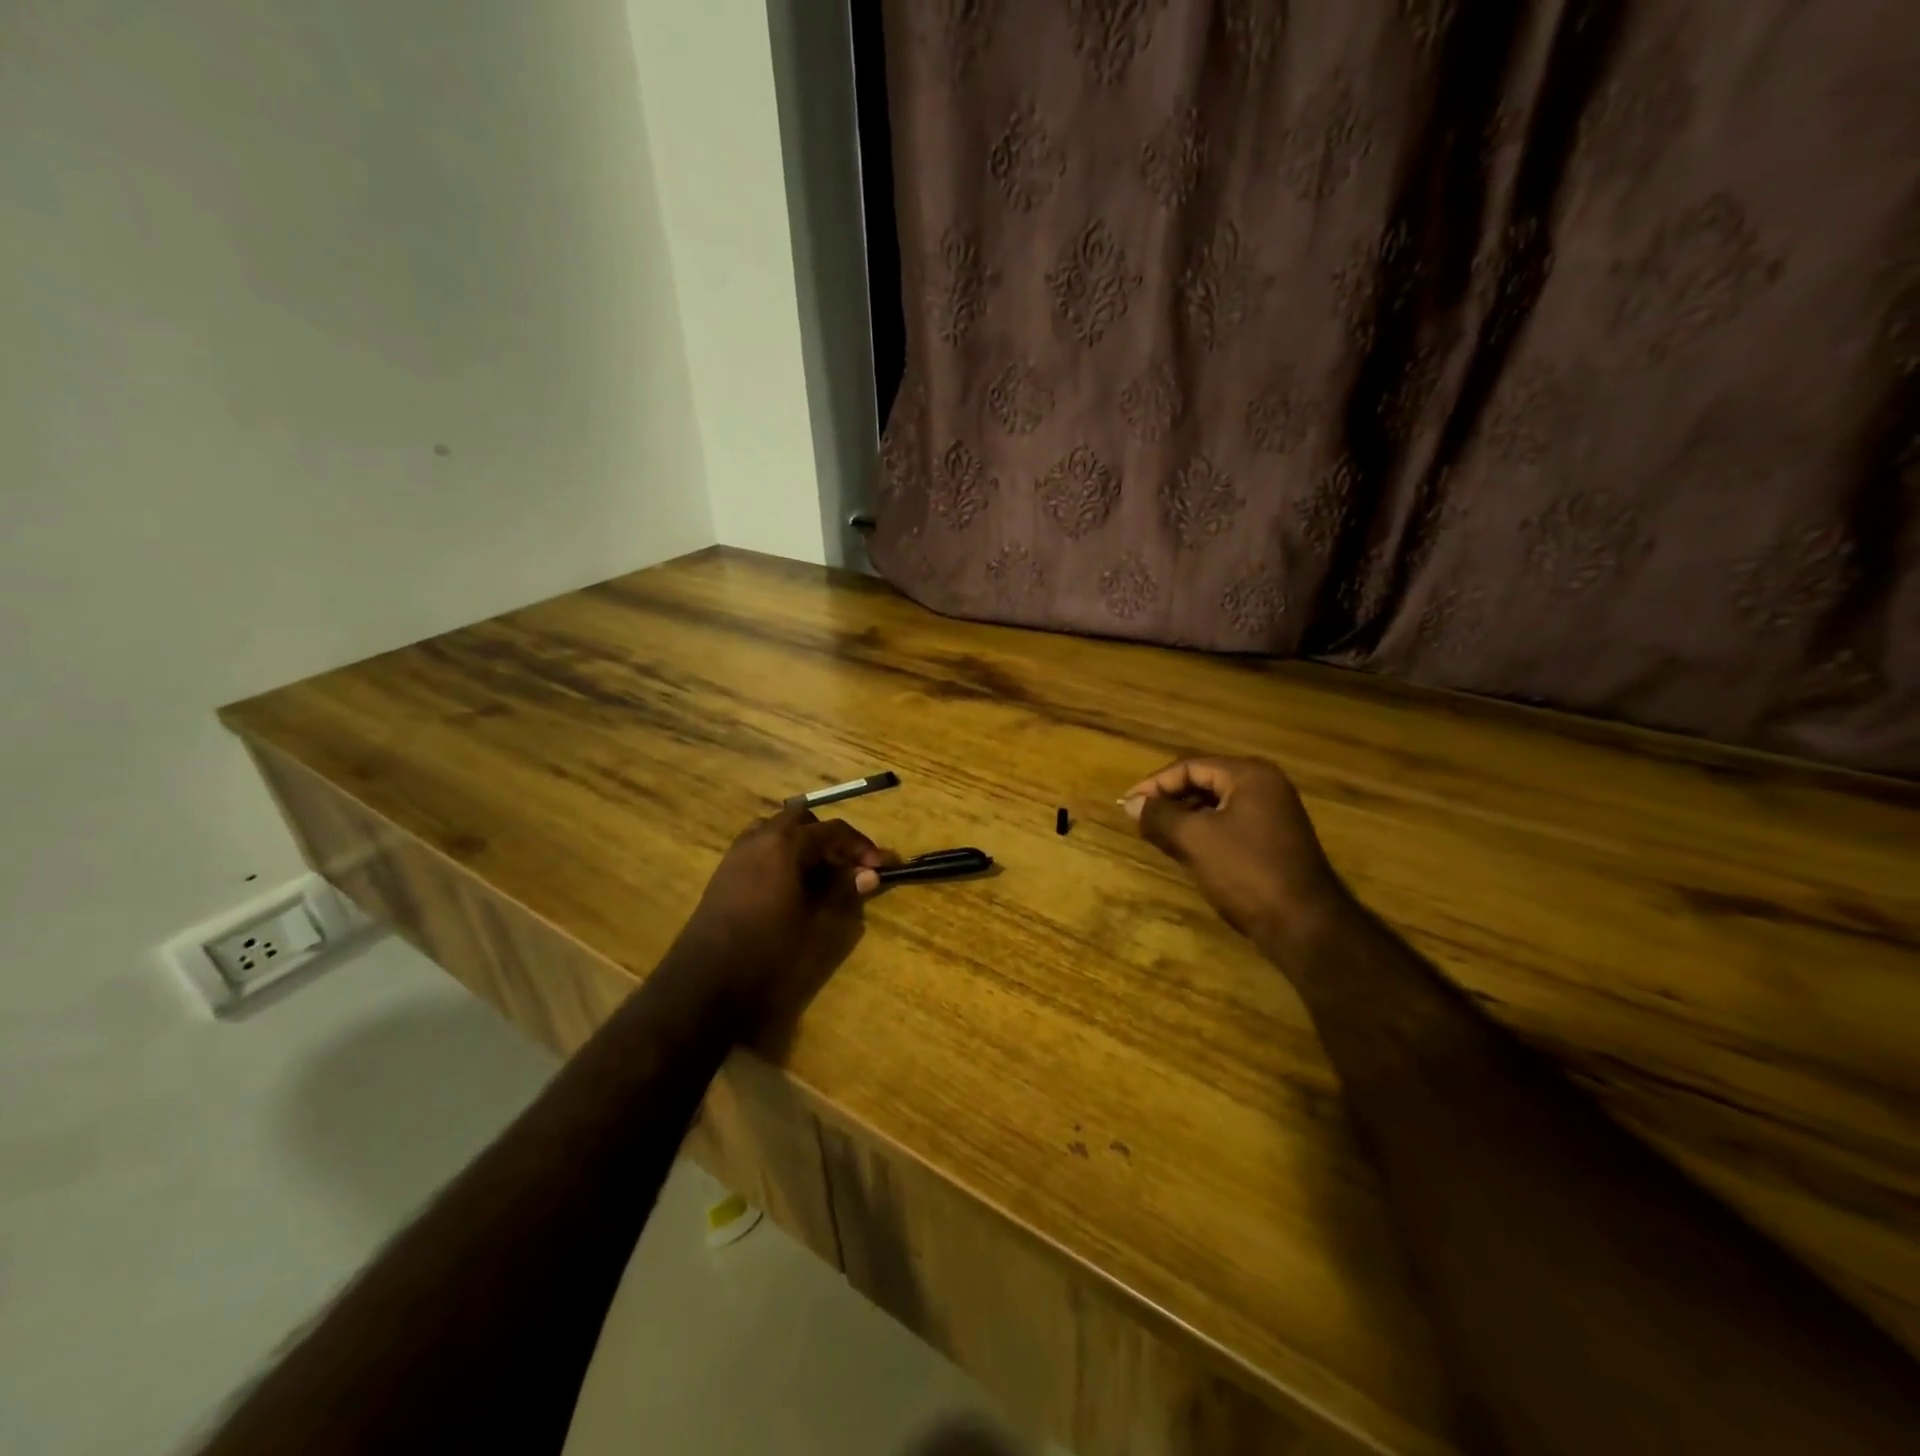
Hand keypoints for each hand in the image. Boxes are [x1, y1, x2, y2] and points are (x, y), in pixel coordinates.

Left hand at [670, 806, 891, 1028]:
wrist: (707, 979)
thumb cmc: (770, 949)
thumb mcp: (818, 923)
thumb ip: (843, 892)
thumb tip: (869, 875)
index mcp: (786, 843)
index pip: (834, 830)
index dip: (860, 846)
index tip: (878, 867)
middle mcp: (760, 837)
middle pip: (802, 820)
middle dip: (828, 837)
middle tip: (846, 866)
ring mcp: (738, 852)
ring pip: (776, 830)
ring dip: (801, 842)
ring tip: (818, 873)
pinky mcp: (725, 872)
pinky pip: (759, 846)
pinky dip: (780, 854)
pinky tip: (790, 885)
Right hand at [1123, 756, 1346, 946]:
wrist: (1304, 925)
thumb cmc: (1246, 872)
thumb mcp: (1194, 840)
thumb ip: (1159, 816)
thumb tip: (1132, 804)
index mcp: (1250, 775)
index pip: (1190, 767)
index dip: (1154, 784)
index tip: (1127, 805)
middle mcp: (1266, 785)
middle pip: (1204, 780)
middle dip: (1169, 799)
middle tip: (1140, 818)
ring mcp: (1274, 813)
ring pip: (1216, 804)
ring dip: (1185, 816)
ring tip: (1157, 834)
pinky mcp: (1275, 839)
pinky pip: (1230, 823)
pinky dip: (1204, 830)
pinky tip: (1187, 849)